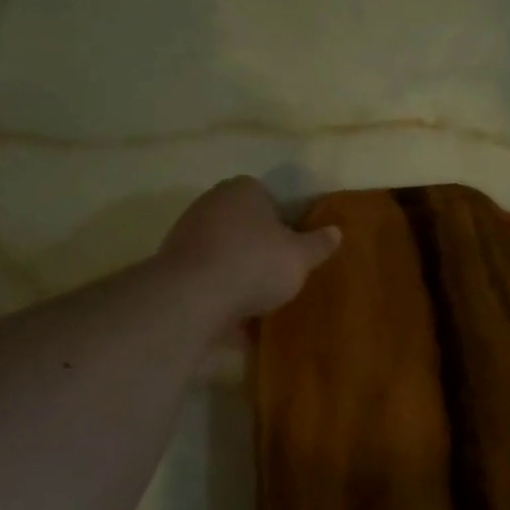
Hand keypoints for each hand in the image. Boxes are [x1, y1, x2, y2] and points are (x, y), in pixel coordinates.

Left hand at [158, 177, 342, 322]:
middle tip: (279, 272)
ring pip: (223, 251)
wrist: (192, 296)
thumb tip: (336, 231)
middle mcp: (211, 203)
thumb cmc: (254, 264)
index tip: (293, 247)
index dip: (284, 222)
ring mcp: (187, 233)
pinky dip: (219, 293)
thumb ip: (319, 244)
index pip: (268, 197)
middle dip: (259, 246)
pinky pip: (206, 277)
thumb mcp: (300, 257)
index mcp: (243, 190)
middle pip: (243, 224)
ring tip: (258, 301)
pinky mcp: (172, 265)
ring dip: (238, 271)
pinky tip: (234, 318)